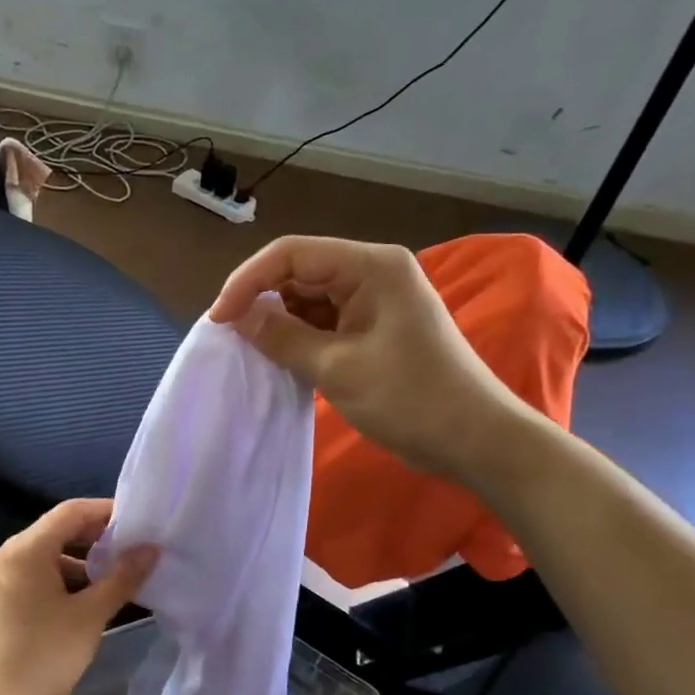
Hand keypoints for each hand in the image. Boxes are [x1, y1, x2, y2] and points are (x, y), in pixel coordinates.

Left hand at [0, 499, 157, 694]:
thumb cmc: (42, 654)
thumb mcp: (90, 616)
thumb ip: (122, 577)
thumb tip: (151, 549)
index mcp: (26, 549)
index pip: (71, 511)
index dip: (105, 511)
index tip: (138, 519)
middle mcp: (7, 553)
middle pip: (57, 529)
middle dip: (95, 535)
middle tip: (132, 544)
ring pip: (46, 552)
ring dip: (80, 558)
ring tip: (115, 571)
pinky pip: (34, 571)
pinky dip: (61, 575)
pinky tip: (86, 595)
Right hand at [209, 236, 524, 482]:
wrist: (475, 440)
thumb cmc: (412, 399)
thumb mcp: (338, 369)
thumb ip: (282, 338)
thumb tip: (237, 318)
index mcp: (371, 266)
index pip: (291, 254)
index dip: (248, 281)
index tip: (219, 319)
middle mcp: (372, 272)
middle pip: (299, 272)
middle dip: (261, 300)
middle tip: (230, 337)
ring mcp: (375, 300)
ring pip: (309, 298)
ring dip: (279, 321)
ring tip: (250, 350)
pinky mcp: (374, 328)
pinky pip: (325, 321)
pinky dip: (299, 337)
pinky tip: (279, 358)